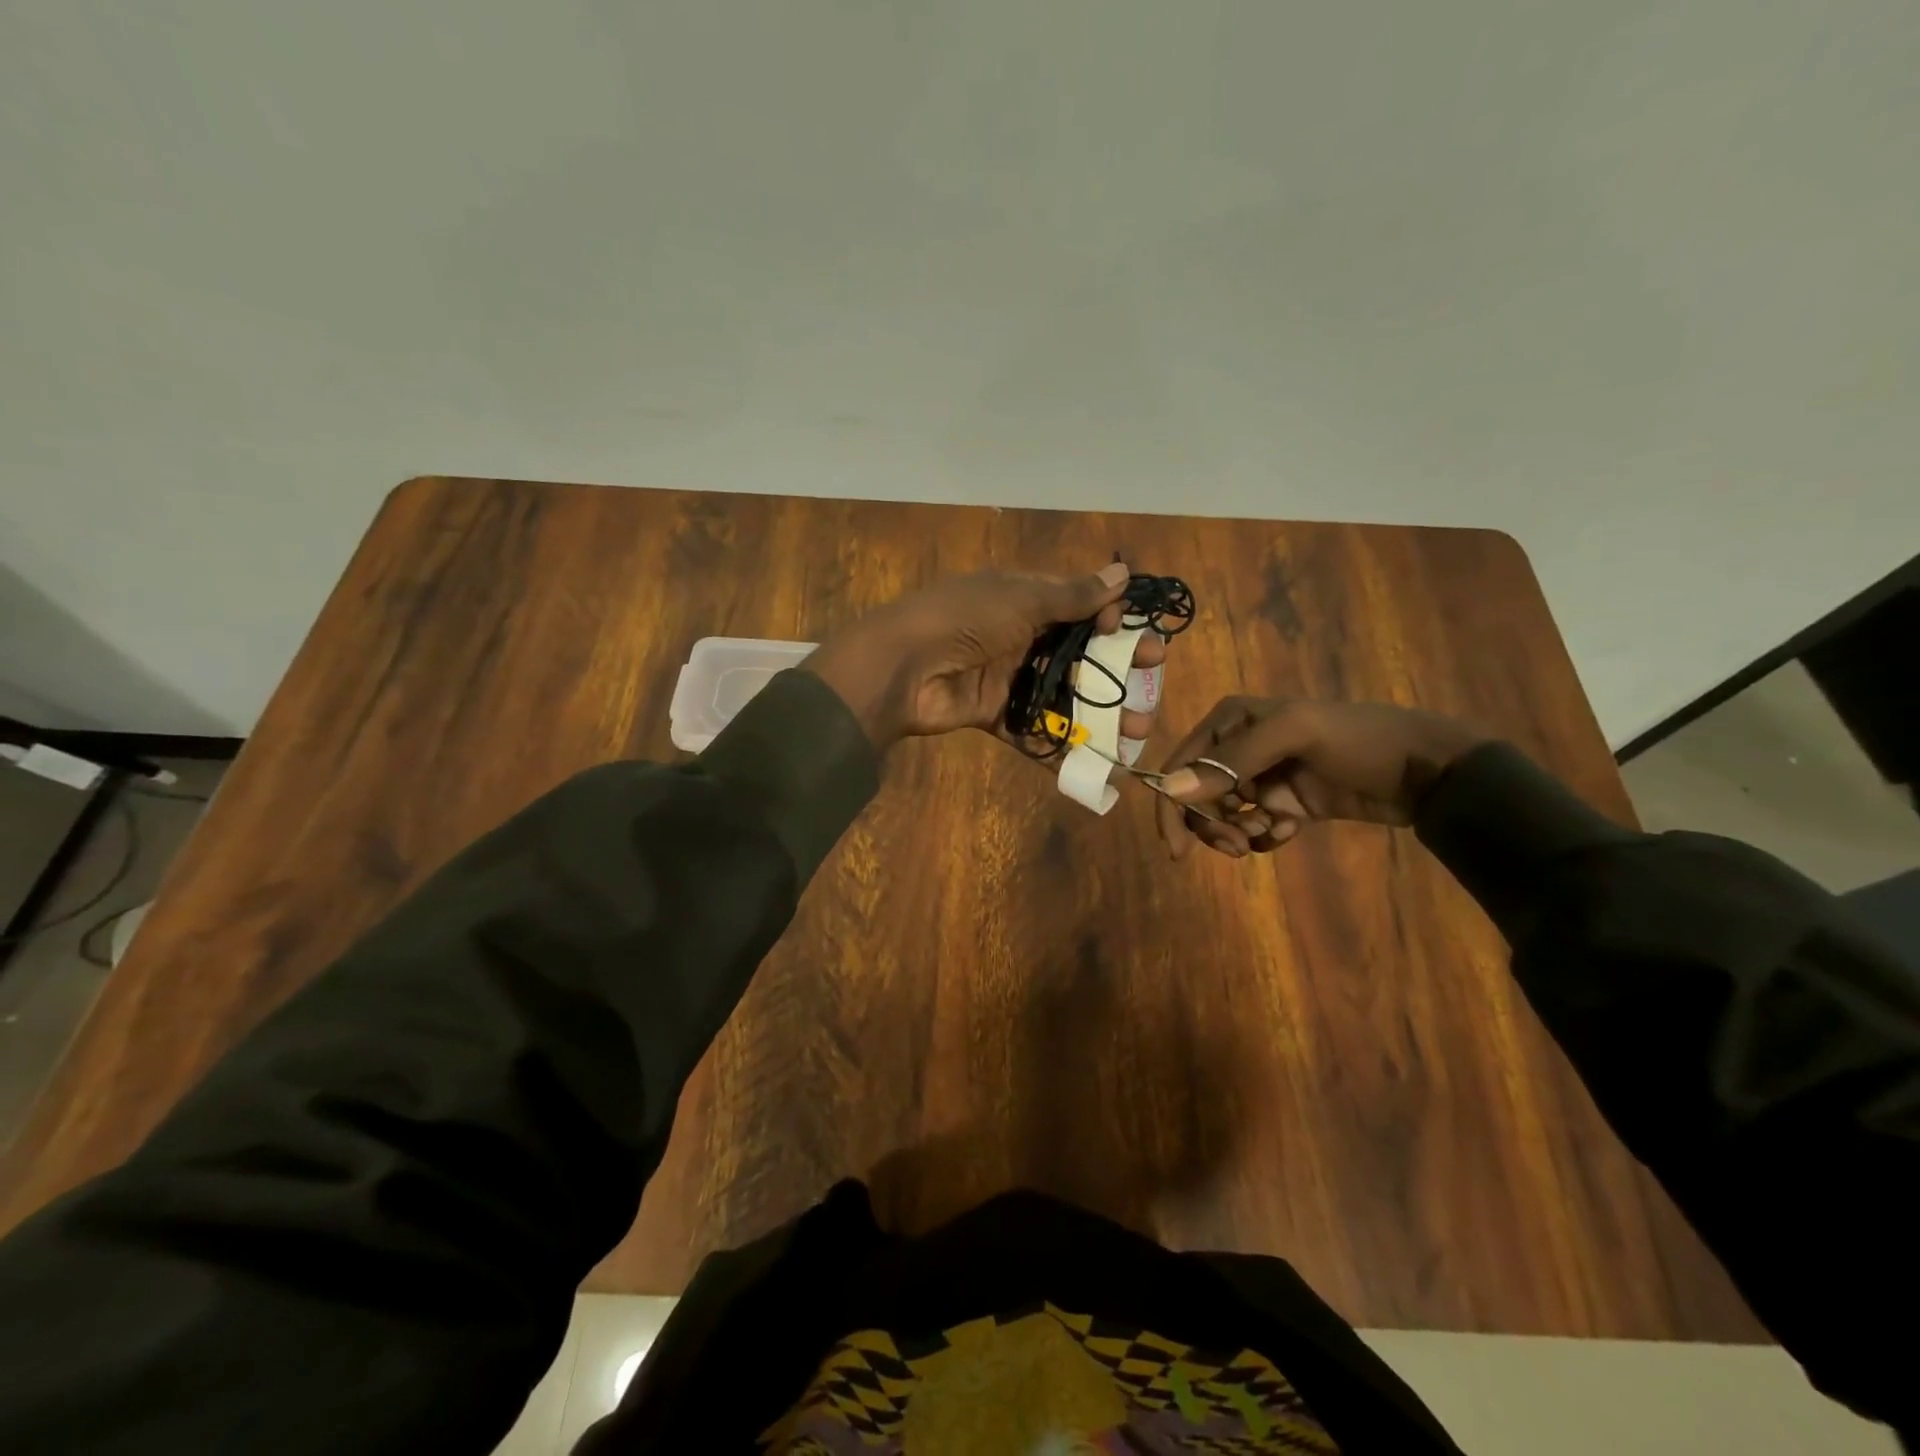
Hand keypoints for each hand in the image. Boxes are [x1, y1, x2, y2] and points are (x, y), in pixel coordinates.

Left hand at [804, 562, 1168, 750]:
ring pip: (1061, 696)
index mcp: (1022, 600)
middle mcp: (1017, 636)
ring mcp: (1005, 677)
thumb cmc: (964, 620)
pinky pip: (1032, 730)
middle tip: (1151, 688)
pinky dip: (1059, 747)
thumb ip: (1072, 595)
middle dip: (1116, 672)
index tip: (1137, 638)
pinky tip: (1095, 763)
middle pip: (1076, 655)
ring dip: (1098, 714)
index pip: (1078, 608)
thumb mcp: (1020, 600)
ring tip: (1135, 732)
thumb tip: (1122, 573)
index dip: (1110, 622)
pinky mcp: (992, 714)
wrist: (901, 668)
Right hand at [1152, 697, 1488, 858]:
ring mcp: (1262, 777)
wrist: (1425, 769)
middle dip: (1210, 825)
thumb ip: (1231, 761)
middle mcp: (1238, 747)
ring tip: (1266, 836)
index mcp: (1230, 721)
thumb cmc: (1358, 740)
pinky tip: (1291, 830)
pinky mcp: (1285, 804)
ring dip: (1237, 832)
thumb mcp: (1294, 735)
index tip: (1176, 848)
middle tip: (1235, 845)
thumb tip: (1171, 791)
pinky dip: (1265, 836)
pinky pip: (1255, 828)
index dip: (1172, 805)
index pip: (1181, 765)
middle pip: (1198, 796)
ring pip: (1224, 816)